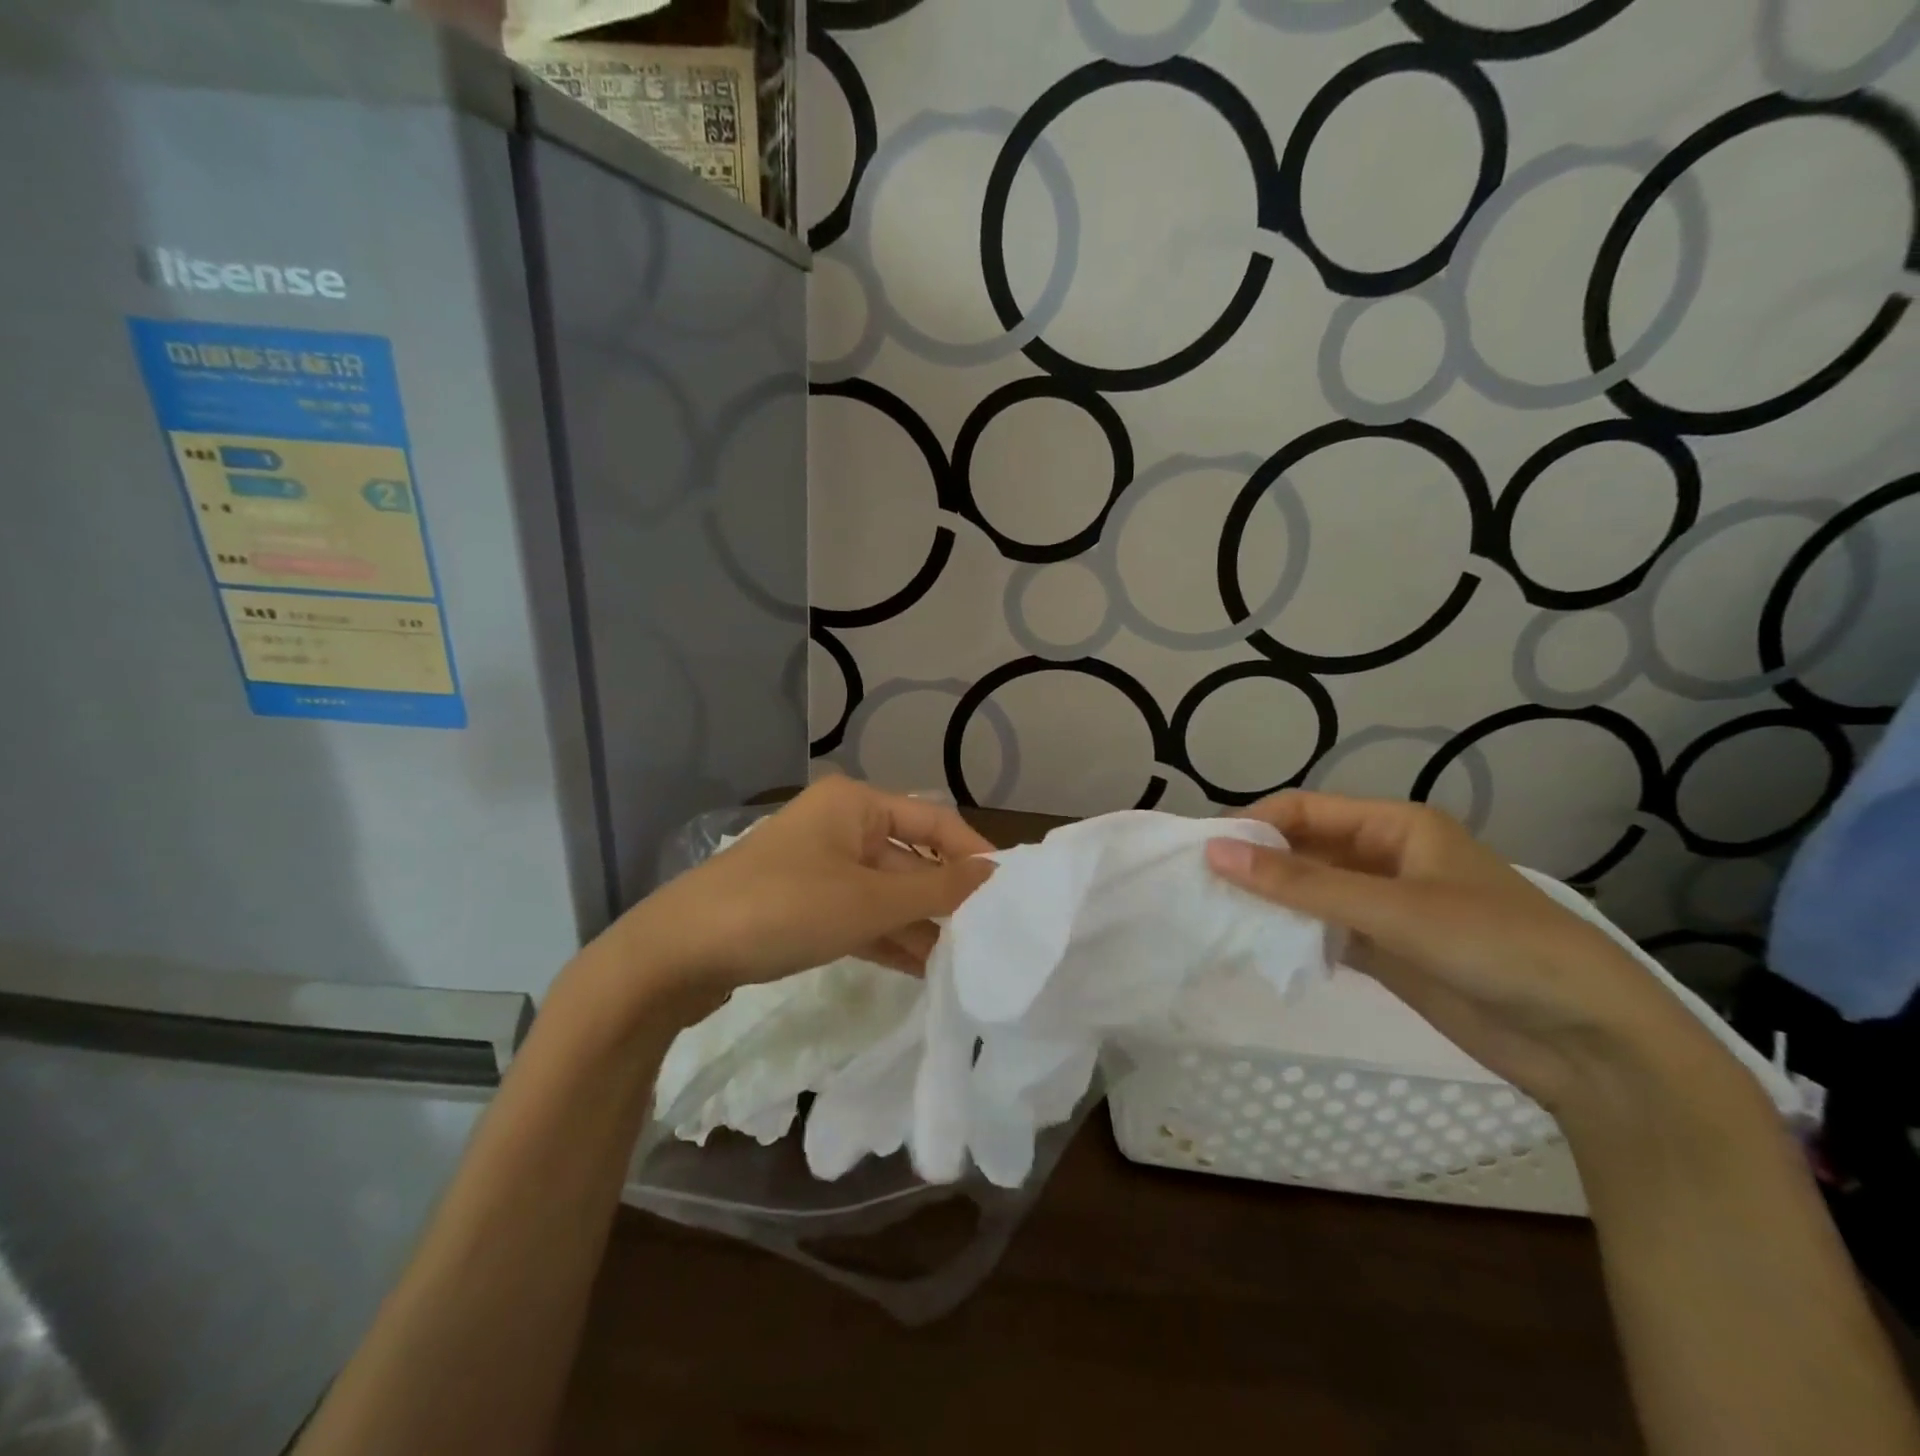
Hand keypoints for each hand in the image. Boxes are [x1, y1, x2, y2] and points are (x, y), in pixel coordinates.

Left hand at [607, 778, 994, 1010]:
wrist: (679, 953)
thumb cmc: (785, 908)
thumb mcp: (870, 901)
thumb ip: (937, 889)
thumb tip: (995, 874)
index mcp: (856, 805)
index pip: (934, 822)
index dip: (973, 855)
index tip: (1010, 895)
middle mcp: (840, 827)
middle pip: (910, 860)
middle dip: (946, 900)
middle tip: (990, 940)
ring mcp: (819, 867)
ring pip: (885, 893)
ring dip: (919, 926)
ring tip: (963, 964)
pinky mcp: (802, 904)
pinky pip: (859, 915)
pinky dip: (887, 938)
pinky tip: (921, 970)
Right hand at [1204, 790, 1724, 1113]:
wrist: (1588, 1040)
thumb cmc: (1495, 946)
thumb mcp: (1393, 909)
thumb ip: (1301, 884)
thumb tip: (1215, 852)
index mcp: (1394, 826)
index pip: (1304, 811)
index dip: (1252, 826)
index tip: (1202, 852)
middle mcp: (1385, 858)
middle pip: (1304, 851)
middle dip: (1257, 866)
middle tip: (1200, 889)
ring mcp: (1385, 907)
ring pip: (1311, 892)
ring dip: (1272, 903)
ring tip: (1218, 918)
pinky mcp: (1387, 950)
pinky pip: (1325, 930)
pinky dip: (1295, 936)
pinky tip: (1262, 949)